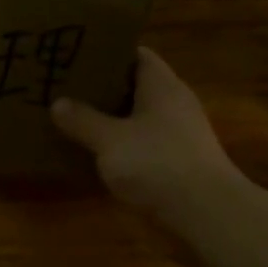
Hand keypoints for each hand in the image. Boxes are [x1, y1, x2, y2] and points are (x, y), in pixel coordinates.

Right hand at [51, 47, 246, 227]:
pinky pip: (145, 141)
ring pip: (139, 115)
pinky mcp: (180, 160)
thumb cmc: (158, 164)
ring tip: (74, 118)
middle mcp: (174, 102)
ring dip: (111, 117)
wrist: (209, 214)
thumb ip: (83, 120)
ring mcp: (180, 133)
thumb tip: (58, 103)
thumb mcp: (110, 141)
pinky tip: (98, 152)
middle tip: (65, 87)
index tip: (76, 55)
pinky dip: (122, 142)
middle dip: (102, 86)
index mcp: (161, 85)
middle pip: (135, 85)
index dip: (107, 52)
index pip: (135, 54)